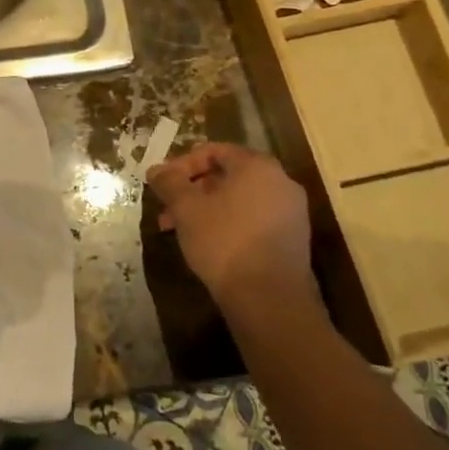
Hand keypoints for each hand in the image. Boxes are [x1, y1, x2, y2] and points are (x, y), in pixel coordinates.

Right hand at [147, 143, 318, 317]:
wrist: (270, 298)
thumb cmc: (224, 241)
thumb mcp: (186, 208)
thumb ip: (169, 183)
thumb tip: (155, 169)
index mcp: (257, 166)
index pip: (214, 151)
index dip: (183, 164)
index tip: (163, 183)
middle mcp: (280, 182)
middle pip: (227, 176)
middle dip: (192, 190)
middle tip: (168, 209)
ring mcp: (291, 211)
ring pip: (238, 200)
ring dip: (206, 209)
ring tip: (180, 230)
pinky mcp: (293, 239)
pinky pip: (253, 219)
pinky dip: (228, 223)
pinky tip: (207, 244)